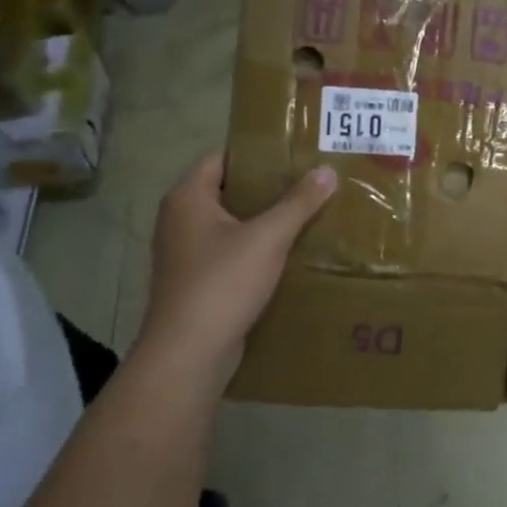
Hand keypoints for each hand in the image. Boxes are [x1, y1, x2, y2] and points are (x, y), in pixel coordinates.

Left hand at [136, 153, 336, 388]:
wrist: (190, 352)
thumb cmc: (223, 283)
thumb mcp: (268, 237)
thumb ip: (298, 203)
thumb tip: (327, 171)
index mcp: (187, 198)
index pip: (222, 158)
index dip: (257, 154)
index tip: (294, 155)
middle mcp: (179, 220)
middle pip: (228, 191)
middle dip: (267, 188)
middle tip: (309, 183)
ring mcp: (185, 253)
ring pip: (230, 224)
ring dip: (264, 220)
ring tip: (306, 214)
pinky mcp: (196, 280)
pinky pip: (230, 252)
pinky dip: (256, 248)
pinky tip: (287, 253)